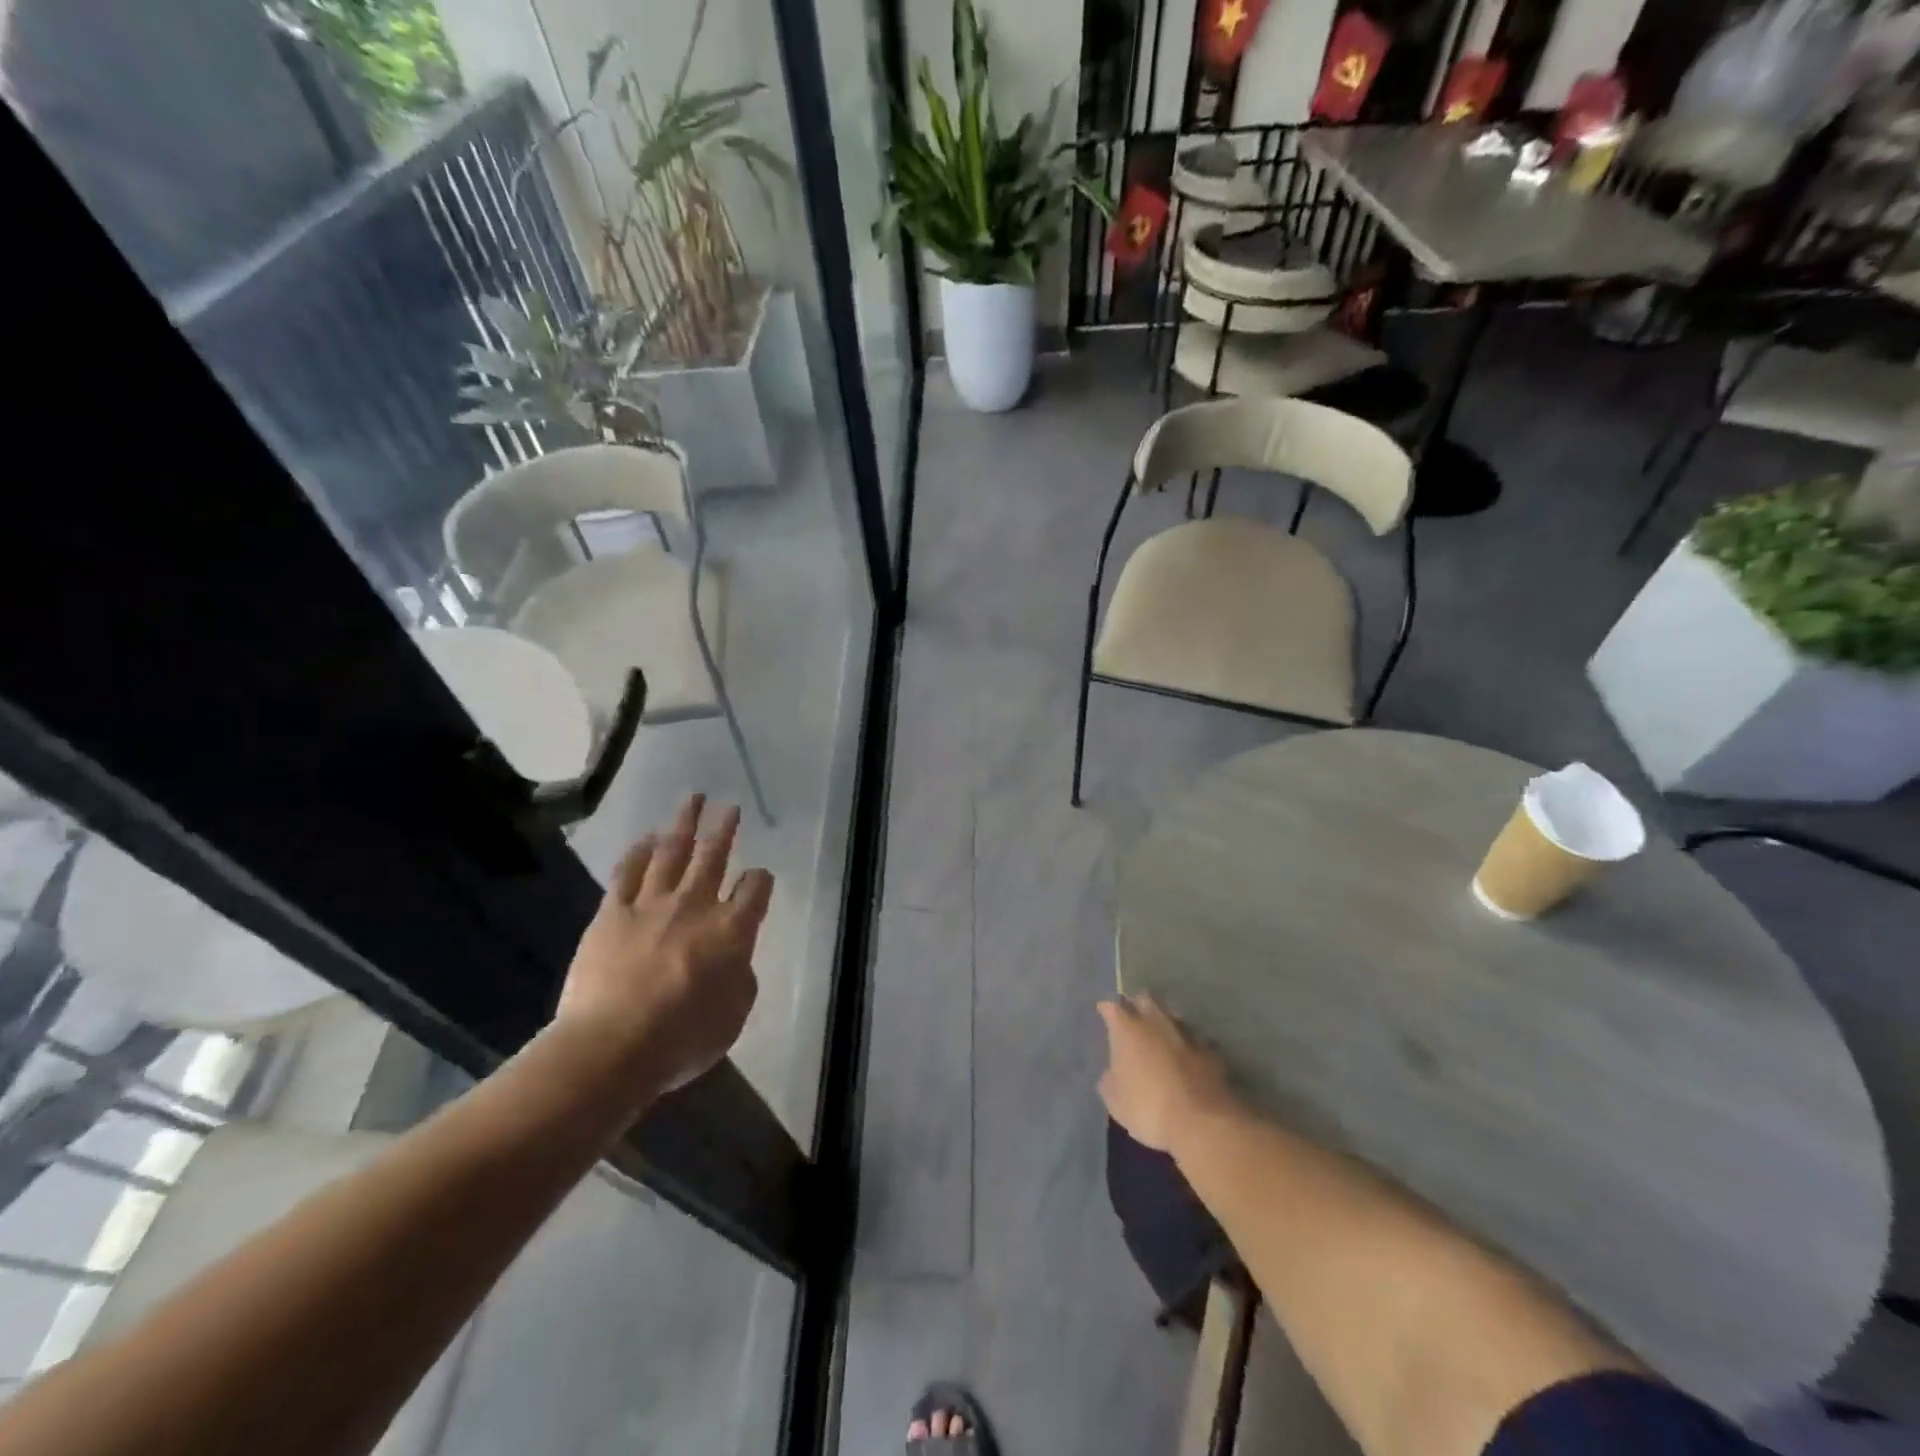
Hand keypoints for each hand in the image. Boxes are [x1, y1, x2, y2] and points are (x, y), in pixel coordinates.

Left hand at [555, 795, 772, 1098]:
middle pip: (715, 857)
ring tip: (692, 800)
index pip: (756, 889)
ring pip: (672, 852)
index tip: (759, 878)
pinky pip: (628, 872)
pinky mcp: (613, 913)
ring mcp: (652, 905)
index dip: (760, 880)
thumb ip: (740, 978)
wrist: (612, 1046)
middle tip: (729, 807)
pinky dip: (639, 851)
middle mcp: (696, 906)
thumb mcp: (734, 1016)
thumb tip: (733, 960)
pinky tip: (646, 837)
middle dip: (724, 829)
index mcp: (733, 930)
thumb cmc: (683, 1038)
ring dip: (684, 824)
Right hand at [1097, 993, 1239, 1152]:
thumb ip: (1111, 1078)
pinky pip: (1195, 1041)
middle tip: (1133, 1018)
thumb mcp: (1114, 1100)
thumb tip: (1114, 1071)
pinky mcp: (1211, 1052)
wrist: (1201, 1123)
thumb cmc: (1147, 1108)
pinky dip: (1189, 1047)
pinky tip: (1188, 1059)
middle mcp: (1156, 1022)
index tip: (1103, 1013)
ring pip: (1173, 1016)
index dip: (1107, 1009)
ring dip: (1165, 1024)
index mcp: (1127, 1029)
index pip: (1112, 1006)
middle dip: (1138, 1005)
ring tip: (1161, 1038)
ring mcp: (1187, 1034)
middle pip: (1146, 999)